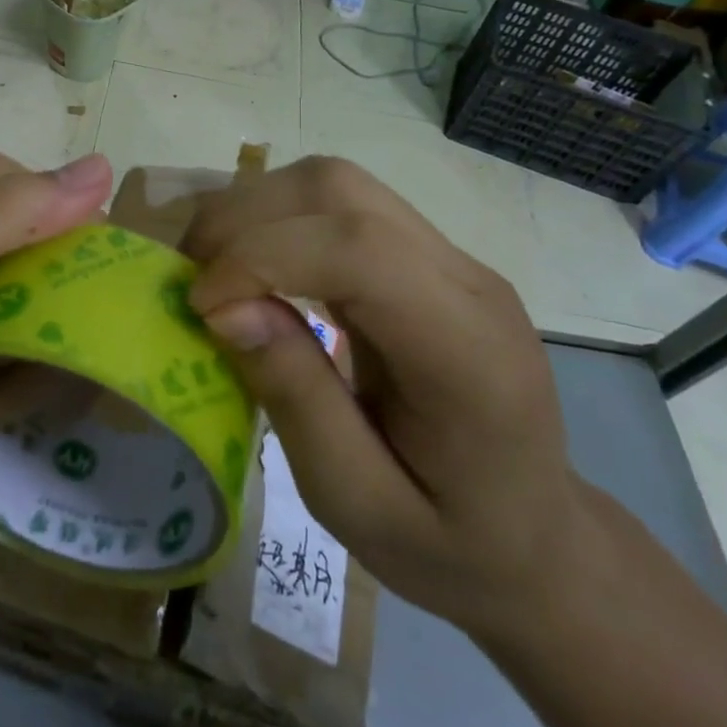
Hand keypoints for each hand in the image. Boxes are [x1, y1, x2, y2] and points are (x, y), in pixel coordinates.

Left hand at [0, 149, 112, 501]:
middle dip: (28, 343)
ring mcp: (6, 302)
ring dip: (0, 392)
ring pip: (65, 336)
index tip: (49, 303)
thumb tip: (103, 169)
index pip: (60, 196)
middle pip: (74, 274)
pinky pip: (44, 381)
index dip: (66, 250)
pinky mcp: (9, 356)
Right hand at [183, 156, 581, 639]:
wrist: (536, 538)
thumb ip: (296, 401)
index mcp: (466, 352)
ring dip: (254, 210)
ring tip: (212, 270)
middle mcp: (466, 279)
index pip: (359, 249)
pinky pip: (338, 205)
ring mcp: (450, 257)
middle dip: (243, 220)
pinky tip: (251, 267)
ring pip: (333, 182)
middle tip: (191, 281)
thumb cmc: (449, 545)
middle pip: (339, 190)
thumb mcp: (357, 504)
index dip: (262, 258)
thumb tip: (226, 307)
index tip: (201, 308)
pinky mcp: (425, 255)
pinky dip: (276, 220)